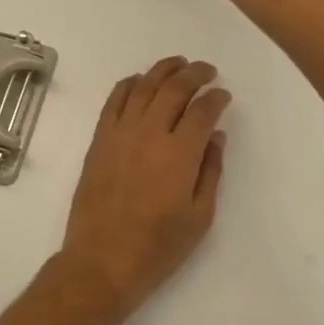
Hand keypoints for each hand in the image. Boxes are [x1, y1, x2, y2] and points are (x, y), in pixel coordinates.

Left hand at [57, 57, 230, 318]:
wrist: (102, 261)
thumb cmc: (158, 246)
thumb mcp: (200, 216)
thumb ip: (211, 171)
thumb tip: (216, 136)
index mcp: (180, 153)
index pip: (203, 111)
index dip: (216, 98)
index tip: (224, 95)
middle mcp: (150, 133)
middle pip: (174, 89)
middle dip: (194, 74)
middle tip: (207, 71)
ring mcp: (120, 133)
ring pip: (143, 87)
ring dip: (163, 70)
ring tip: (178, 64)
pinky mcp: (99, 140)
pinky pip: (114, 101)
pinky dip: (129, 84)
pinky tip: (139, 81)